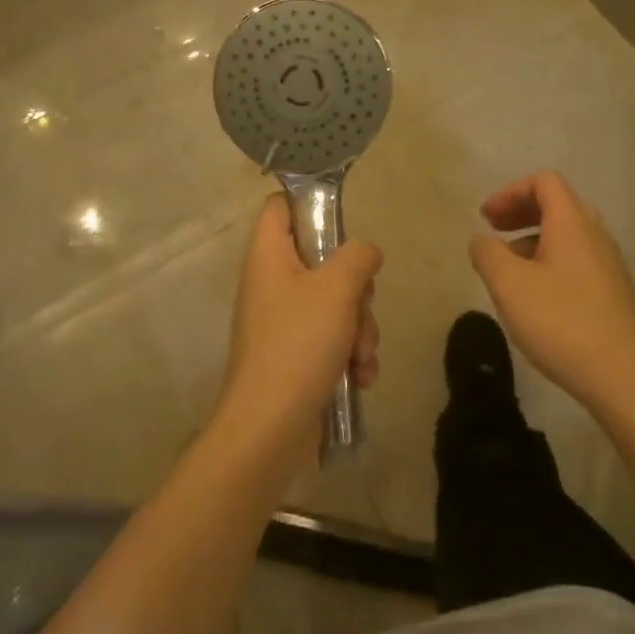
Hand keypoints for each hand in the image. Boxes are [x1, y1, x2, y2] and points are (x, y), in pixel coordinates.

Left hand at [215, 194, 381, 465]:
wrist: (270, 429)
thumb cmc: (298, 345)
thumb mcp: (337, 289)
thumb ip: (357, 257)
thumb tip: (365, 252)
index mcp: (269, 256)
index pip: (280, 206)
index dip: (308, 203)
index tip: (342, 221)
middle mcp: (273, 284)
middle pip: (323, 260)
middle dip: (356, 289)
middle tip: (360, 306)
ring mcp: (283, 322)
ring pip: (336, 304)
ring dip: (360, 329)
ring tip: (360, 356)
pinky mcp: (295, 356)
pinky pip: (332, 339)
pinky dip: (350, 355)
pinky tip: (360, 377)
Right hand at [468, 171, 634, 415]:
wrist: (624, 378)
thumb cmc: (561, 322)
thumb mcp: (509, 285)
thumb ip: (487, 253)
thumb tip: (482, 241)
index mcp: (572, 223)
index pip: (544, 182)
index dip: (510, 191)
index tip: (486, 218)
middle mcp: (595, 235)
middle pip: (557, 204)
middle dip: (520, 212)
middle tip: (492, 231)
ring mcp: (608, 265)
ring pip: (566, 234)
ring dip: (532, 238)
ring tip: (507, 268)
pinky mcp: (612, 292)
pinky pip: (576, 259)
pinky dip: (548, 261)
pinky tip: (534, 296)